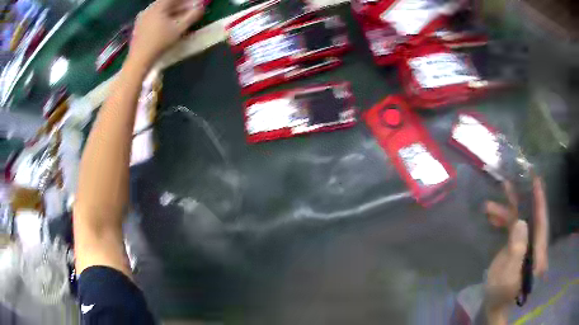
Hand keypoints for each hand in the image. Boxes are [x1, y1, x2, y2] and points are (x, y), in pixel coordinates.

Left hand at [128, 0, 203, 66]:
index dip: (185, 0)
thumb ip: (192, 15)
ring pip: (159, 10)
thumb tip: (201, 6)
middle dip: (179, 4)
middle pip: (166, 2)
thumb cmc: (160, 42)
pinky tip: (166, 23)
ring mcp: (141, 18)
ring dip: (170, 11)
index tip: (193, 3)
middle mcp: (148, 9)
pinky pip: (152, 16)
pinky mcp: (138, 27)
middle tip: (188, 9)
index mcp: (157, 6)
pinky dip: (161, 17)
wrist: (139, 60)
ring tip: (179, 16)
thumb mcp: (179, 28)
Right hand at [483, 176, 548, 322]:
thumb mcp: (509, 274)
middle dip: (520, 200)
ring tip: (489, 206)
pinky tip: (490, 217)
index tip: (536, 180)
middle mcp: (534, 243)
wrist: (493, 303)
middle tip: (511, 182)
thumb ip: (517, 249)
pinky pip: (510, 227)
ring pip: (518, 220)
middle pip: (530, 216)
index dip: (539, 200)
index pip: (541, 221)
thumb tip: (521, 222)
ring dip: (506, 211)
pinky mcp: (515, 245)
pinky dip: (502, 220)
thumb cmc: (502, 292)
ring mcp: (525, 244)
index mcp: (537, 251)